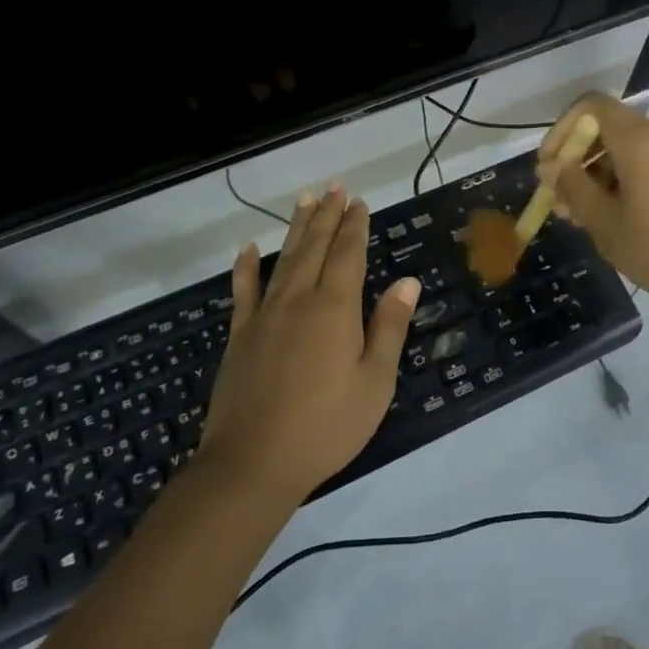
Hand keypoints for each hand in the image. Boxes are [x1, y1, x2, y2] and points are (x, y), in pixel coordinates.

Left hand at [200, 183, 419, 501]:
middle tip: (333, 186)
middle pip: (314, 247)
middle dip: (326, 215)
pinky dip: (246, 267)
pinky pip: (244, 291)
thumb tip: (408, 282)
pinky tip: (247, 249)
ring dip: (296, 228)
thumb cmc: (326, 425)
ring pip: (283, 259)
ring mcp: (265, 316)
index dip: (354, 226)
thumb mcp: (374, 381)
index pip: (348, 254)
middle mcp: (298, 300)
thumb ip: (389, 327)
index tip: (358, 201)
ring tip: (303, 200)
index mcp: (335, 308)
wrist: (253, 462)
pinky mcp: (241, 335)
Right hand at [537, 92, 648, 317]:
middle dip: (579, 160)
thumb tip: (551, 167)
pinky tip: (620, 218)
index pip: (590, 106)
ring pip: (630, 149)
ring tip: (586, 218)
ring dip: (601, 175)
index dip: (561, 130)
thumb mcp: (608, 226)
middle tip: (562, 203)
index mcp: (641, 139)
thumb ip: (574, 189)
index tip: (549, 168)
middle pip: (610, 129)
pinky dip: (628, 180)